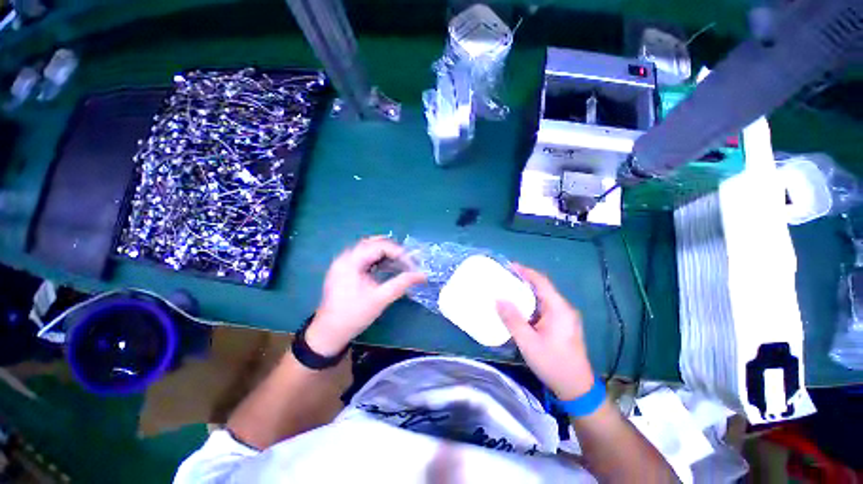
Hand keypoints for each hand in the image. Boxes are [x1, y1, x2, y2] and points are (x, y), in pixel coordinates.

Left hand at [305, 237, 425, 356]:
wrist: (329, 332)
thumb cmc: (354, 315)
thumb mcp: (380, 299)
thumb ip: (402, 284)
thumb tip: (422, 275)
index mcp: (351, 261)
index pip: (379, 246)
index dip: (399, 252)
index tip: (413, 264)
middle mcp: (345, 256)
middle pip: (373, 243)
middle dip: (393, 250)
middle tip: (408, 261)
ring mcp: (344, 262)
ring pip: (369, 248)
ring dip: (386, 253)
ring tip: (401, 263)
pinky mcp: (345, 268)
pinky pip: (365, 256)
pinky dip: (378, 259)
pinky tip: (387, 266)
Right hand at [496, 264, 594, 400]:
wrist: (576, 388)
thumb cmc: (552, 363)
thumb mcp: (528, 342)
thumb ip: (512, 319)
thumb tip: (498, 299)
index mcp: (559, 309)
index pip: (542, 282)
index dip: (525, 271)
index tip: (509, 266)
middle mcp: (564, 308)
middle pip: (542, 287)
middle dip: (524, 280)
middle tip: (504, 277)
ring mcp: (564, 317)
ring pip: (543, 297)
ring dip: (526, 292)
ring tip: (508, 289)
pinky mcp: (562, 324)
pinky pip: (544, 307)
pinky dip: (531, 303)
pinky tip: (519, 307)